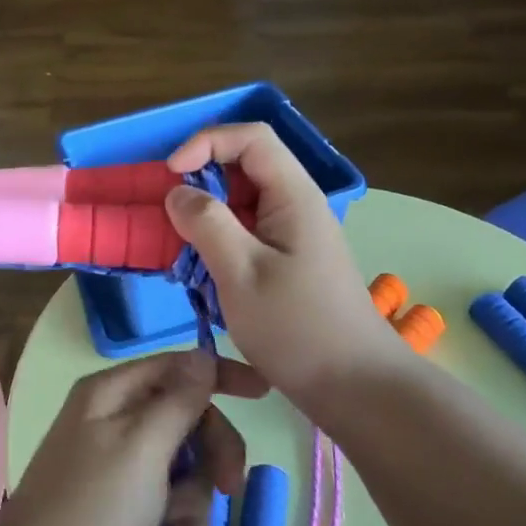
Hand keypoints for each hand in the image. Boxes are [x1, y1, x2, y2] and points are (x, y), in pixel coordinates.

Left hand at [0, 351, 256, 525]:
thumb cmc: (94, 507)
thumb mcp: (142, 447)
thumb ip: (178, 401)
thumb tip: (202, 354)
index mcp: (112, 393)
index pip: (177, 367)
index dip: (219, 375)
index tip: (263, 393)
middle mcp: (115, 419)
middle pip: (186, 416)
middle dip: (211, 450)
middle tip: (230, 485)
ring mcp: (120, 463)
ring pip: (185, 461)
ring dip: (193, 493)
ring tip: (175, 522)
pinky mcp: (126, 503)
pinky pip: (172, 495)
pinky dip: (178, 516)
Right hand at [165, 123, 410, 416]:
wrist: (355, 387)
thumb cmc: (297, 328)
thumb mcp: (241, 273)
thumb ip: (206, 223)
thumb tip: (177, 192)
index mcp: (293, 196)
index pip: (250, 138)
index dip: (206, 143)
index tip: (171, 175)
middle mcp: (296, 205)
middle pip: (243, 168)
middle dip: (200, 184)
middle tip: (169, 219)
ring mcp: (293, 235)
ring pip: (241, 203)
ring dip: (206, 219)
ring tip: (181, 252)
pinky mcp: (287, 261)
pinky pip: (246, 233)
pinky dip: (217, 243)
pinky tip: (202, 274)